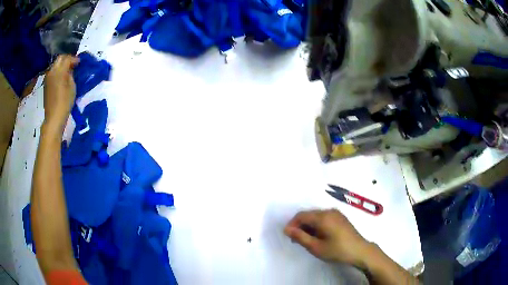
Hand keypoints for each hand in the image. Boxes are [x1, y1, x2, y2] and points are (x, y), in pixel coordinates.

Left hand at [43, 55, 79, 127]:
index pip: (67, 58)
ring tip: (67, 71)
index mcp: (59, 71)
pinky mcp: (46, 84)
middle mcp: (52, 71)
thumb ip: (71, 75)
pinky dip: (57, 72)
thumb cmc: (65, 102)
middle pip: (60, 59)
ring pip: (55, 65)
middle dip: (67, 59)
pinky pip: (52, 73)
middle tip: (73, 65)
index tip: (79, 63)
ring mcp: (48, 78)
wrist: (54, 118)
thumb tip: (70, 69)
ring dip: (61, 66)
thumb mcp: (72, 87)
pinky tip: (61, 78)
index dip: (74, 59)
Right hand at [284, 209, 371, 268]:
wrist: (359, 250)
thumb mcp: (316, 247)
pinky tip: (319, 236)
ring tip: (307, 240)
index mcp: (322, 217)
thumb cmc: (336, 250)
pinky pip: (324, 217)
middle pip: (308, 215)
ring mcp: (336, 213)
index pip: (301, 215)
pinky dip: (317, 225)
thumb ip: (300, 237)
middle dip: (300, 225)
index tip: (288, 236)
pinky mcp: (340, 217)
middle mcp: (329, 211)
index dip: (292, 224)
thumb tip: (286, 229)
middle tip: (296, 240)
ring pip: (316, 216)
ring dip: (308, 226)